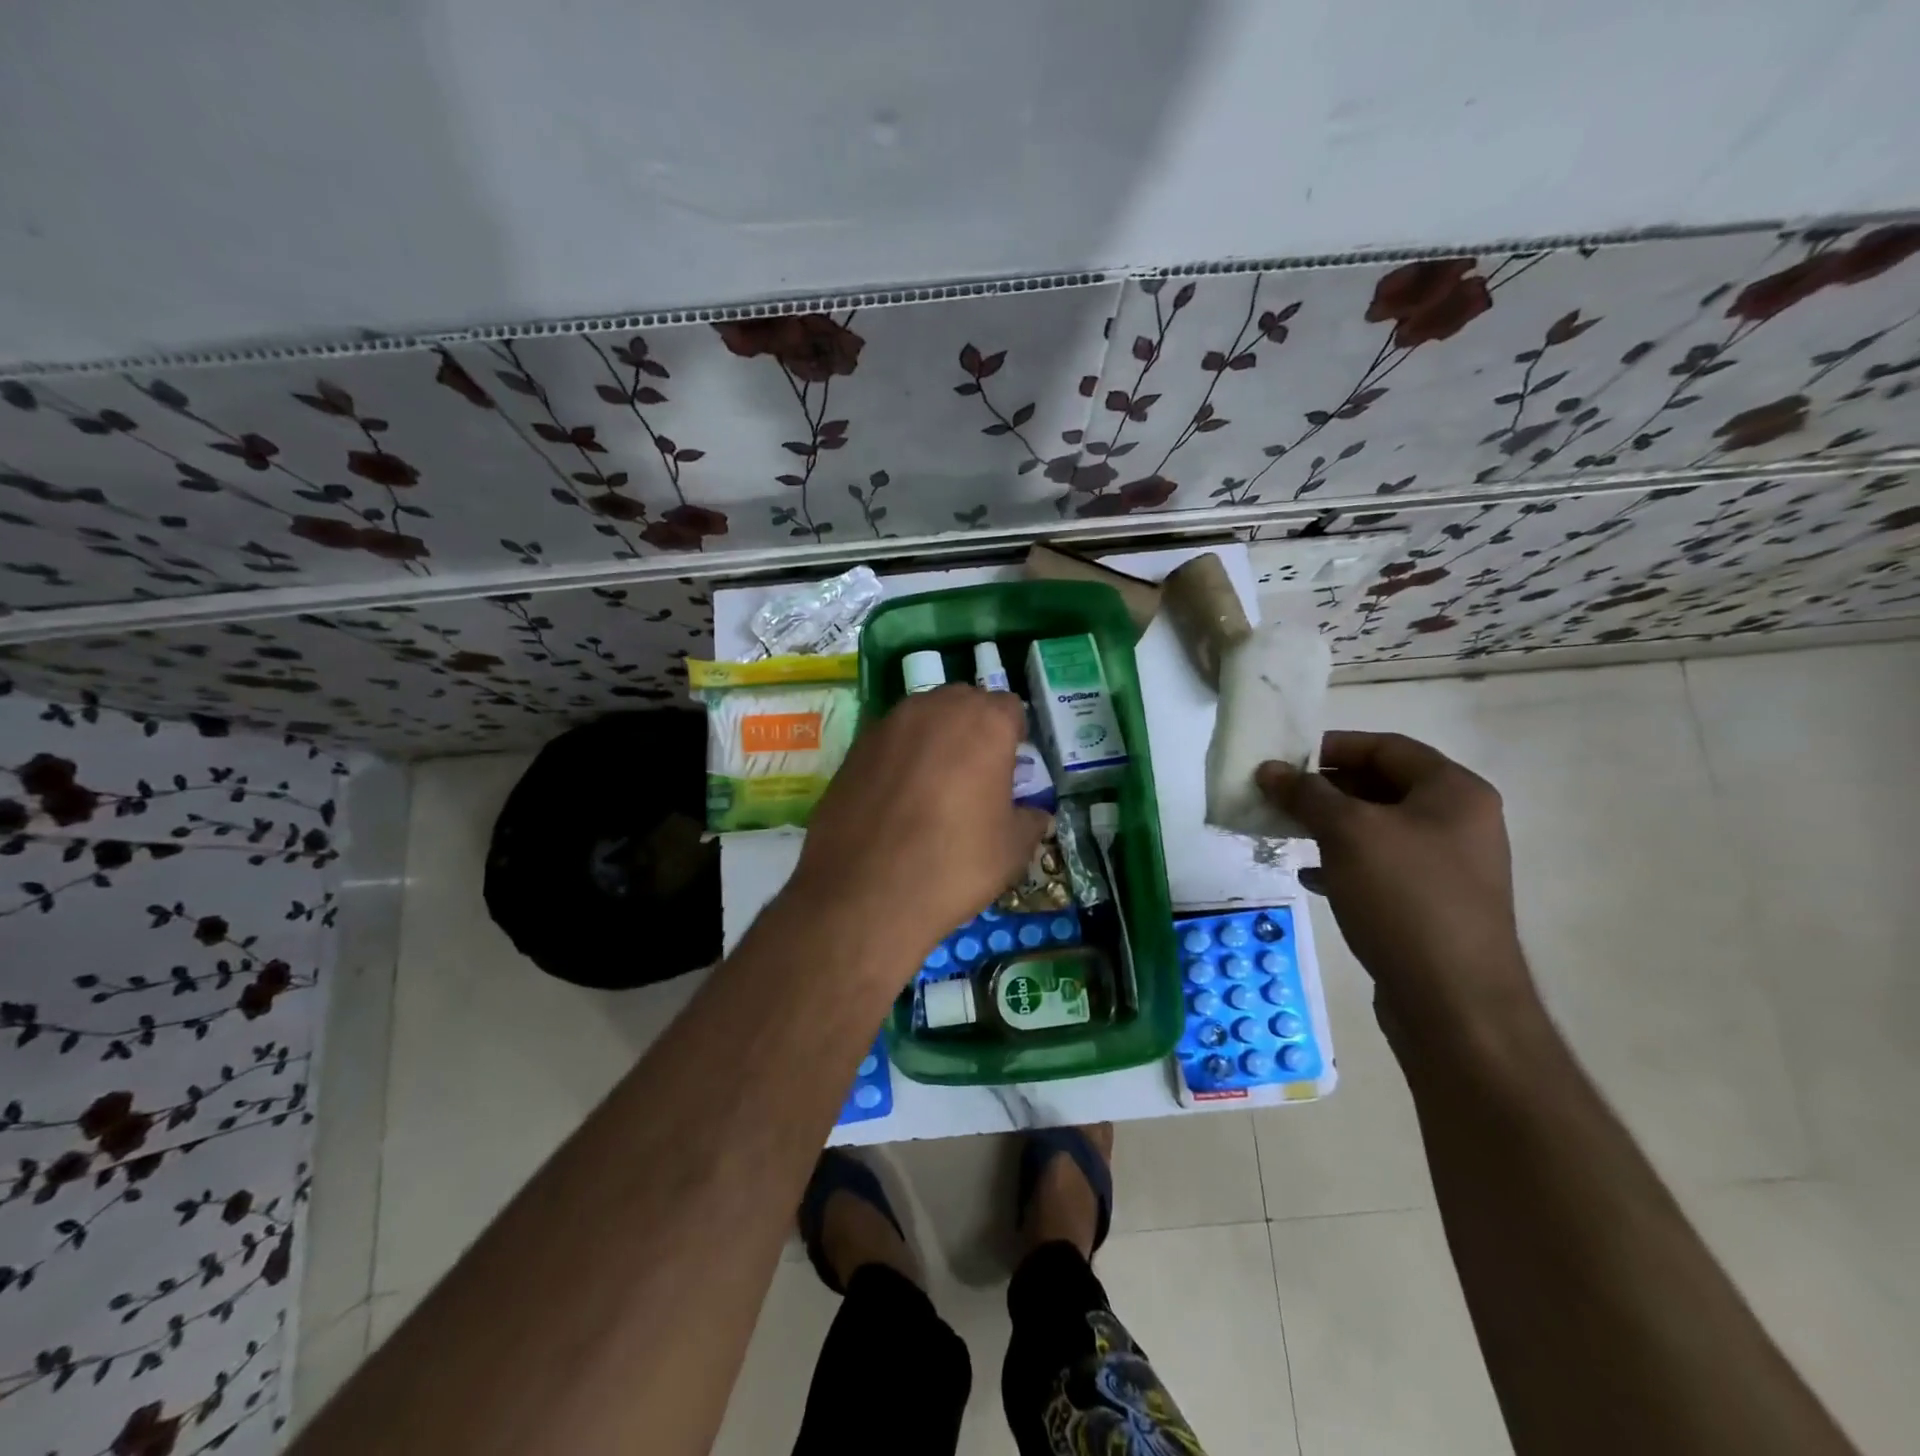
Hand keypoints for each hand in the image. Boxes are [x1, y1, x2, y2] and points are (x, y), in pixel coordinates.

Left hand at [786, 685, 1049, 977]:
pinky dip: (901, 757)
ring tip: (935, 786)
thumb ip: (1029, 820)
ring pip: (924, 717)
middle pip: (965, 703)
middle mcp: (935, 709)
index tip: (1012, 767)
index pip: (1010, 708)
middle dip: (975, 729)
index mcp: (984, 723)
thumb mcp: (1012, 850)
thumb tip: (1031, 813)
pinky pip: (891, 740)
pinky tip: (897, 798)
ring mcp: (888, 724)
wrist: (864, 893)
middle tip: (976, 774)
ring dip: (936, 739)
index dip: (1014, 736)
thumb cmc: (953, 865)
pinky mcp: (854, 747)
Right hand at [1257, 732, 1537, 1033]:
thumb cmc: (1405, 898)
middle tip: (1277, 794)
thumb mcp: (1348, 833)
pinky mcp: (1429, 904)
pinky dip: (1341, 863)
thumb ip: (1306, 794)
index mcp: (1454, 792)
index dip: (1333, 746)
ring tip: (1284, 831)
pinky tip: (1309, 876)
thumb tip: (1270, 770)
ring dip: (1328, 825)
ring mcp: (1446, 866)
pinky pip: (1379, 867)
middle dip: (1325, 788)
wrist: (1454, 1002)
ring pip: (1376, 829)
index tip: (1286, 758)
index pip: (1387, 748)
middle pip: (1381, 786)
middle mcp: (1458, 822)